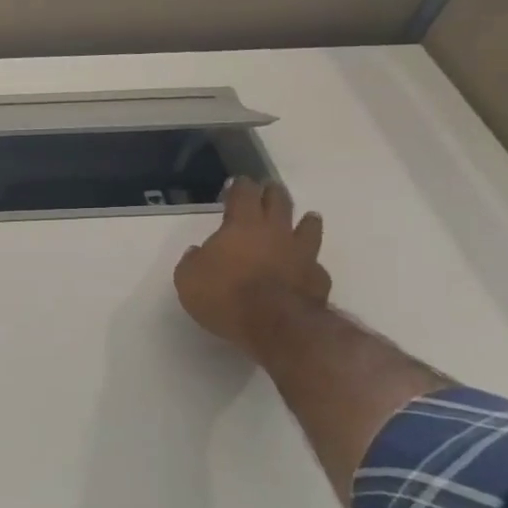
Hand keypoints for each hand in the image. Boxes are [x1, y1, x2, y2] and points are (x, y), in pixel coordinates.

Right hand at [174, 179, 329, 358]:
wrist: (275, 325)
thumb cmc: (224, 295)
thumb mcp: (188, 279)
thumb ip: (192, 261)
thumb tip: (197, 253)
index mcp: (242, 225)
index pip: (243, 194)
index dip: (240, 186)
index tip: (238, 182)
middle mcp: (276, 232)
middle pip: (279, 202)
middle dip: (272, 193)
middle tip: (270, 188)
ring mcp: (302, 254)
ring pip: (308, 228)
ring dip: (306, 221)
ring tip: (308, 217)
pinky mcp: (318, 278)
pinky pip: (316, 264)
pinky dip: (311, 262)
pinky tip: (308, 266)